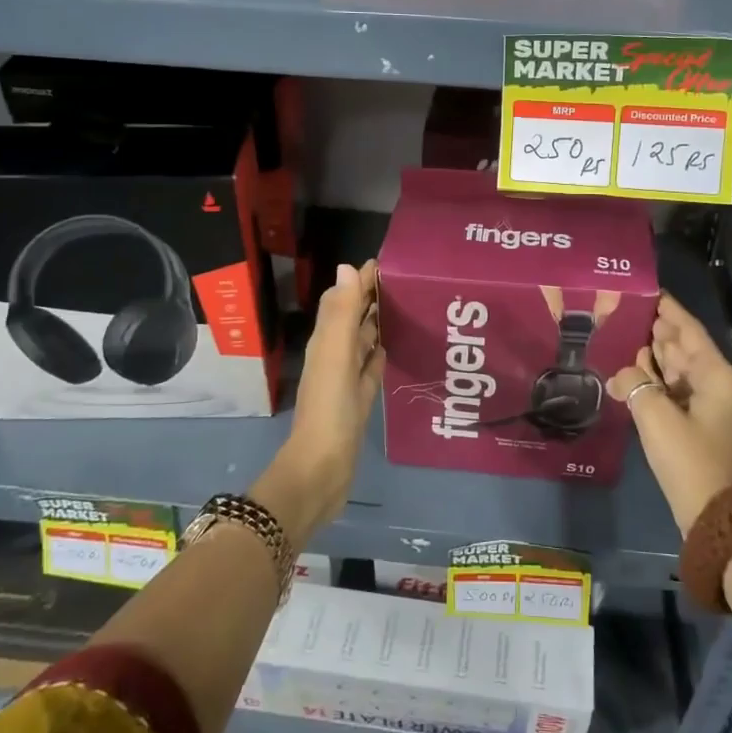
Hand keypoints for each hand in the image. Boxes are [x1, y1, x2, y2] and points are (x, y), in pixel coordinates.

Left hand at [256, 260, 383, 541]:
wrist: (322, 470)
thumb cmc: (329, 410)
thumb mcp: (335, 356)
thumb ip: (341, 314)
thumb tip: (348, 267)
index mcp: (326, 342)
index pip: (344, 300)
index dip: (362, 280)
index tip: (390, 262)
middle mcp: (334, 355)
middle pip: (354, 318)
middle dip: (374, 298)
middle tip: (408, 281)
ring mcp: (347, 380)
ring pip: (364, 342)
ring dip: (380, 323)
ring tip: (409, 307)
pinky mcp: (359, 400)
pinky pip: (372, 368)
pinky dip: (382, 354)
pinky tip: (396, 348)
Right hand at [609, 293, 731, 533]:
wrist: (714, 515)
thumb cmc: (689, 459)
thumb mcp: (656, 417)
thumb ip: (635, 384)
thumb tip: (623, 373)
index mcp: (715, 375)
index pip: (689, 330)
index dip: (668, 310)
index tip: (645, 290)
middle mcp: (714, 383)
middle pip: (682, 347)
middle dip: (656, 330)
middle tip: (623, 310)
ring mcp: (706, 404)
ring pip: (676, 369)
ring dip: (652, 355)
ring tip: (622, 334)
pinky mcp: (695, 423)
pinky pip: (672, 390)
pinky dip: (653, 379)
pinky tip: (630, 371)